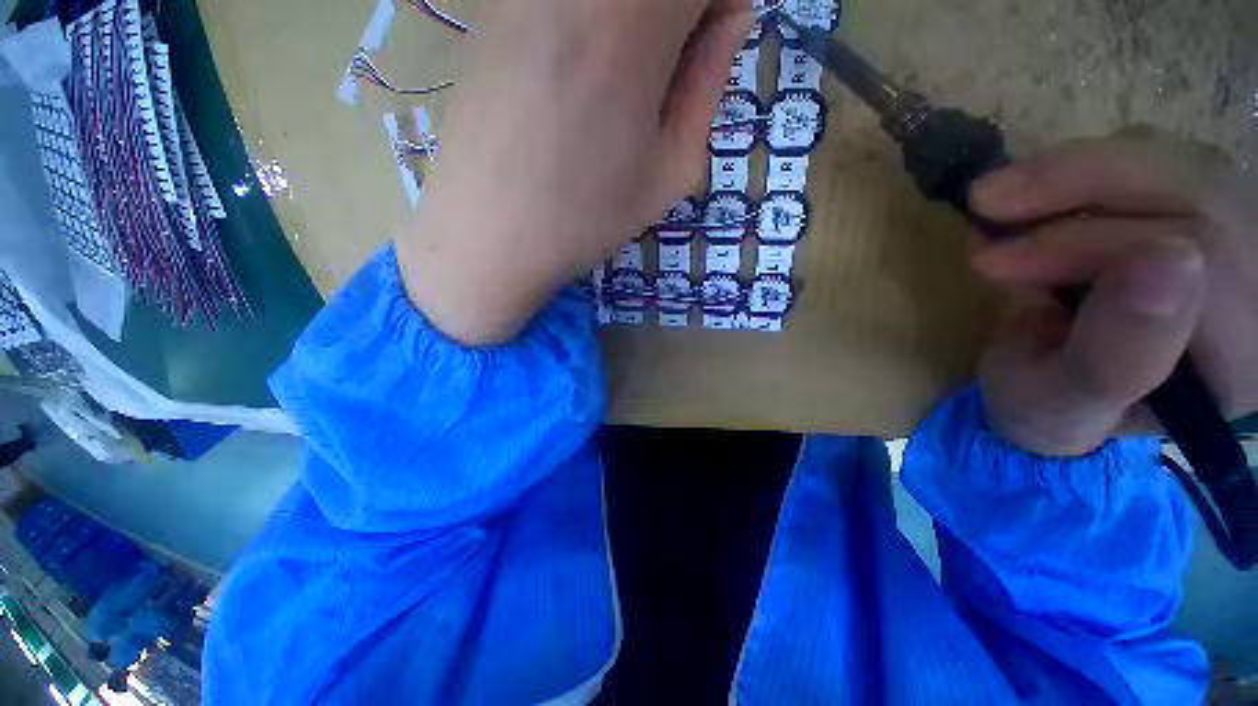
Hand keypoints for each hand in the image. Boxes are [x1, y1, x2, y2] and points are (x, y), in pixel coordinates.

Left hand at [397, 0, 751, 344]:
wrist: (490, 234)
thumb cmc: (587, 216)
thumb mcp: (670, 171)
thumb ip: (707, 85)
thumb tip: (729, 19)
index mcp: (633, 24)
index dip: (715, 6)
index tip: (711, 43)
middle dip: (675, 14)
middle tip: (669, 68)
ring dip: (630, 22)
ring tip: (619, 82)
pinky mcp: (493, 9)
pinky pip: (560, 5)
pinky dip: (586, 26)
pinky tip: (575, 78)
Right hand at [969, 135, 1257, 456]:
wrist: (1056, 382)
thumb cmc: (1048, 404)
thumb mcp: (1056, 406)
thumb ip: (1110, 361)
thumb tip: (1167, 261)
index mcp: (1240, 365)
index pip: (1199, 266)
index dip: (1089, 246)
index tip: (991, 260)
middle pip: (1204, 196)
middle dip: (1083, 186)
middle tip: (988, 202)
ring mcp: (1246, 244)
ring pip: (1187, 165)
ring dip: (1083, 170)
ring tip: (1005, 198)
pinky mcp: (1211, 213)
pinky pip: (1168, 159)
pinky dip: (1094, 166)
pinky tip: (1047, 199)